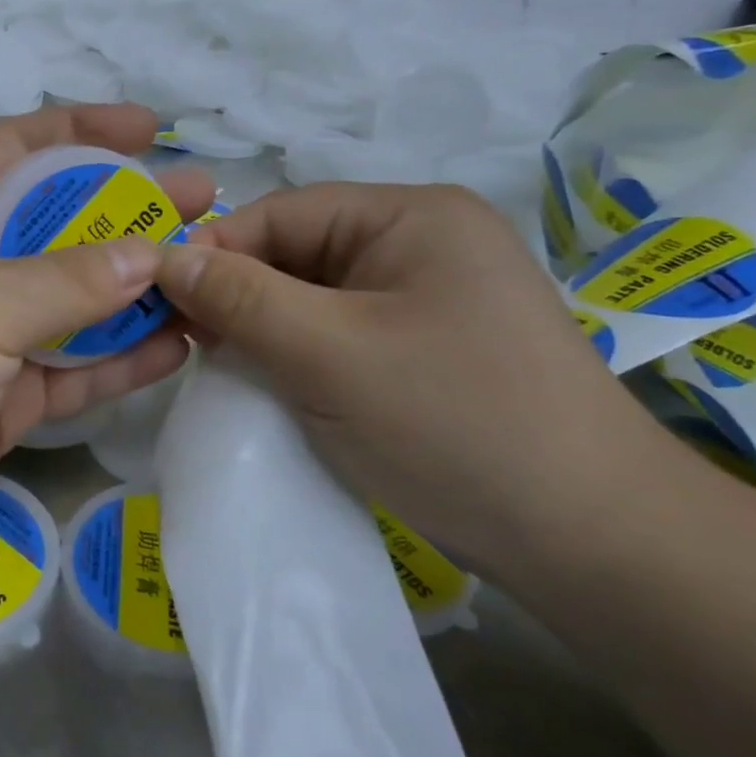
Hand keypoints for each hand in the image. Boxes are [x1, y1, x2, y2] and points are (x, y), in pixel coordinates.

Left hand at [0, 105, 212, 598]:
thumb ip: (68, 280)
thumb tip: (150, 255)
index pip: (16, 149)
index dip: (80, 130)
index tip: (149, 128)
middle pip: (57, 226)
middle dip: (126, 213)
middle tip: (204, 205)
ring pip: (71, 303)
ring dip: (134, 291)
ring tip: (208, 274)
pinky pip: (70, 371)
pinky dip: (119, 360)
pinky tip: (178, 345)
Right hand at [156, 183, 673, 573]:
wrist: (594, 544)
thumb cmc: (453, 425)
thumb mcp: (327, 354)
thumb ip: (239, 298)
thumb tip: (164, 258)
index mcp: (411, 216)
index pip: (281, 212)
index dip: (216, 252)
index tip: (160, 302)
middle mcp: (423, 242)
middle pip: (298, 252)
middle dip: (241, 295)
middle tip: (189, 344)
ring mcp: (430, 297)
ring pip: (314, 297)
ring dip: (267, 329)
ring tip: (227, 368)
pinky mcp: (430, 347)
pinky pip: (341, 333)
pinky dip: (300, 355)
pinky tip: (276, 386)